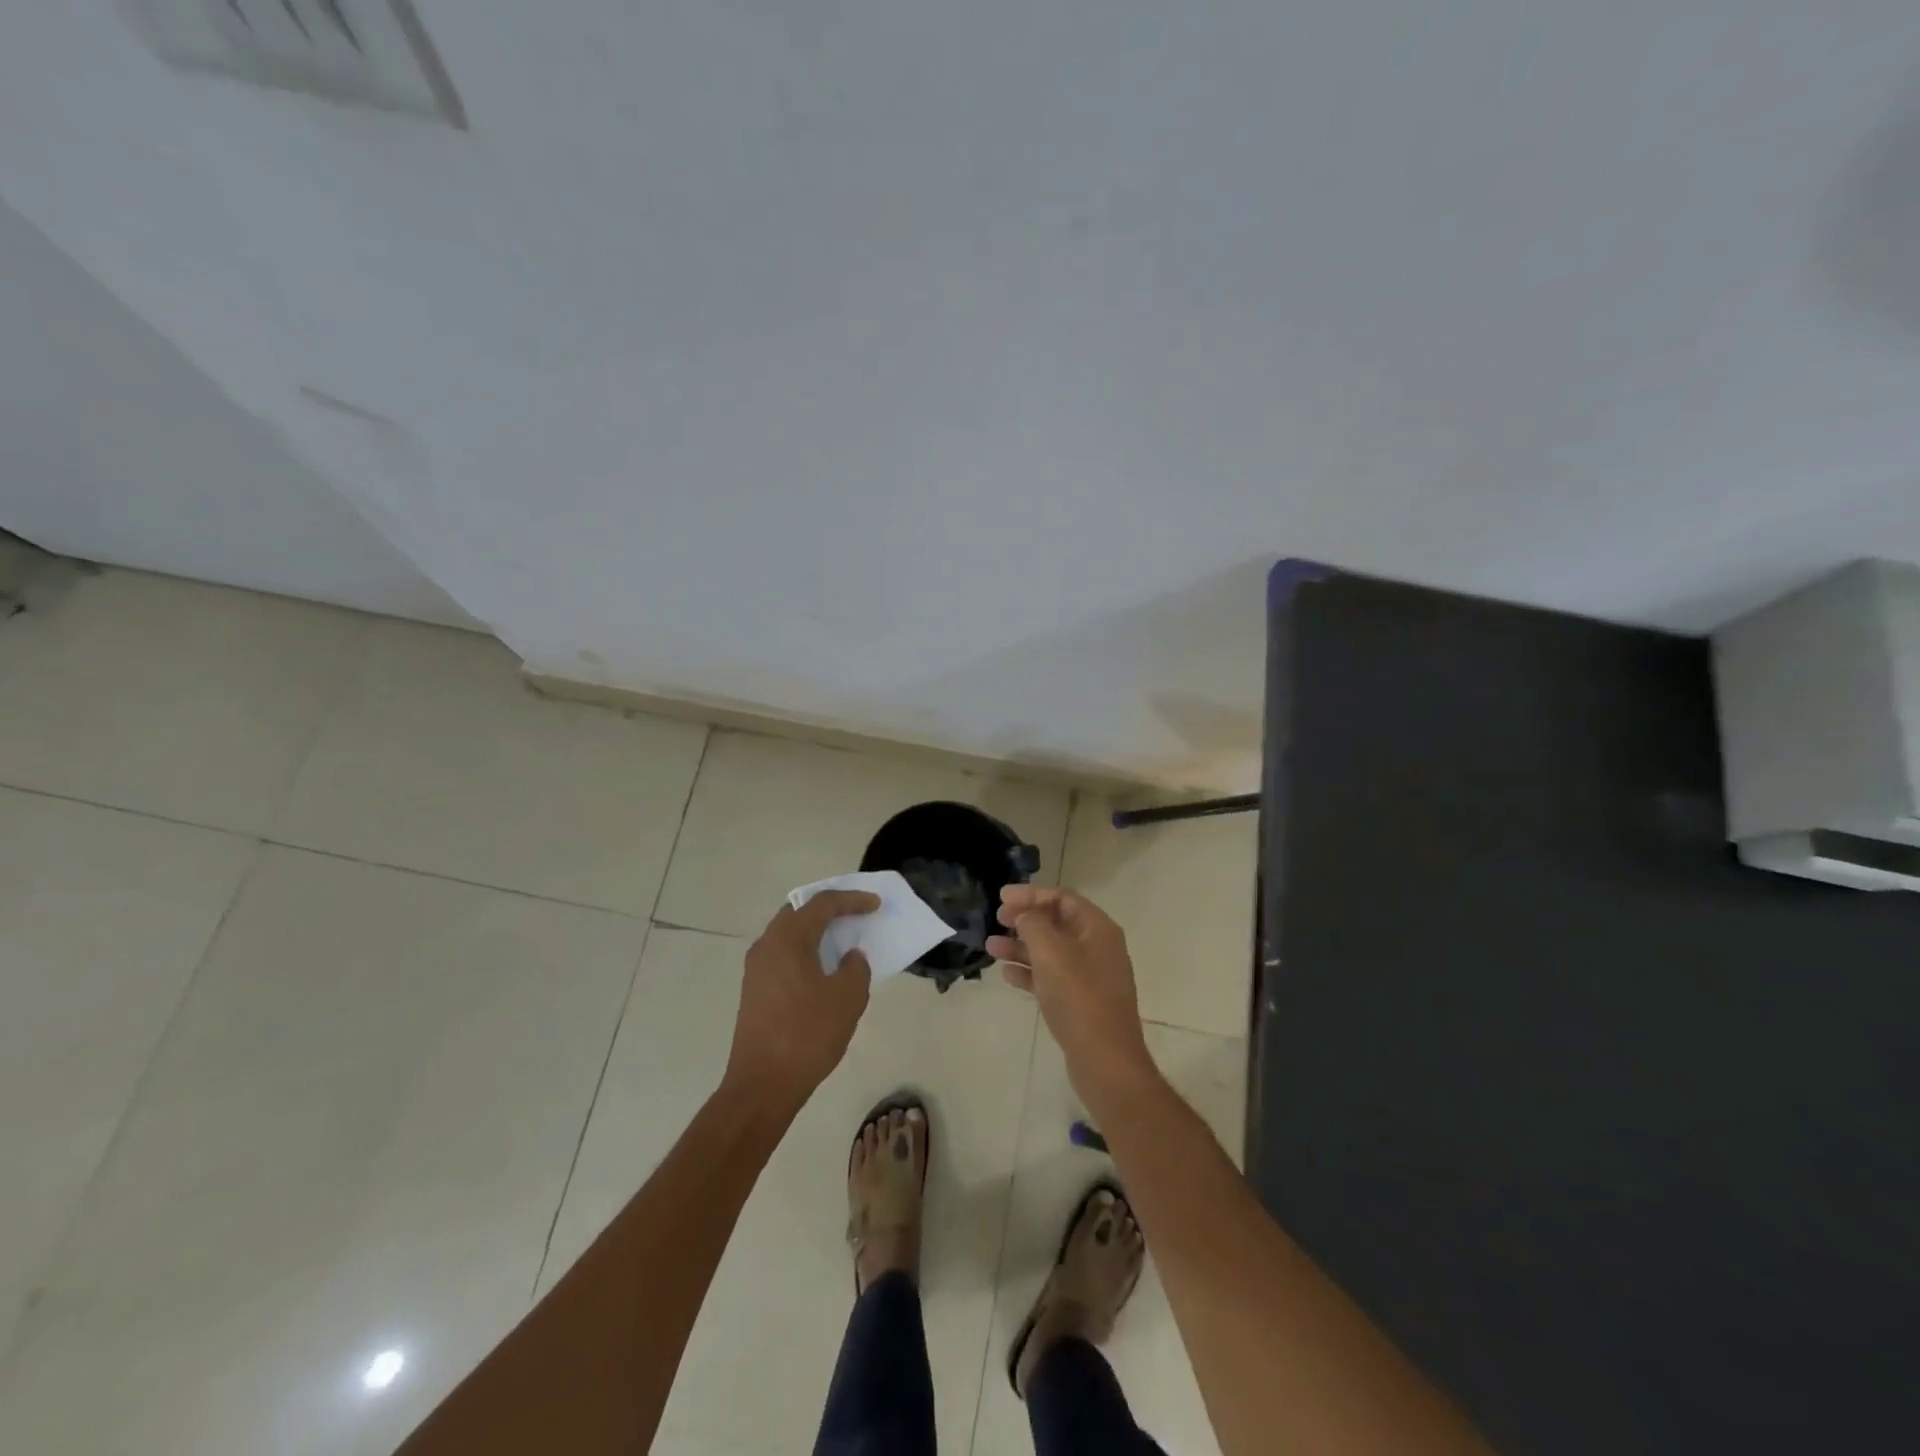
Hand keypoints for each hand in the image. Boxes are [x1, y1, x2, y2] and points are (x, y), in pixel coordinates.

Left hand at [725, 890, 879, 1112]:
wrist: (762, 1085)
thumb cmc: (808, 1035)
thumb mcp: (847, 998)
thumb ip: (856, 968)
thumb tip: (850, 957)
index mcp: (788, 939)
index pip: (822, 904)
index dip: (852, 900)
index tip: (876, 903)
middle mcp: (767, 945)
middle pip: (799, 912)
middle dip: (829, 908)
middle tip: (856, 912)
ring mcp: (756, 969)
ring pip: (789, 933)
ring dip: (816, 930)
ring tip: (843, 937)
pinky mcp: (755, 990)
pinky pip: (783, 954)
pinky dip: (805, 950)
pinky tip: (823, 967)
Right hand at [987, 886, 1158, 1113]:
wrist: (1105, 1060)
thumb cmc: (1078, 997)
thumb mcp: (1051, 952)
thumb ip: (1033, 925)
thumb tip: (1025, 915)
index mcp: (1098, 928)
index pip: (1062, 898)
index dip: (1031, 894)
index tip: (1001, 897)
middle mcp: (1097, 947)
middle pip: (1057, 922)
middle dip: (1025, 919)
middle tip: (997, 919)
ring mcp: (1090, 975)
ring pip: (1051, 951)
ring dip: (1021, 946)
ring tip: (990, 948)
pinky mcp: (1081, 1001)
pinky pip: (1052, 976)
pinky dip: (1030, 972)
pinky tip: (1007, 975)